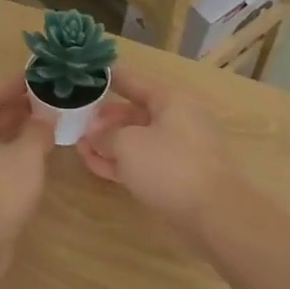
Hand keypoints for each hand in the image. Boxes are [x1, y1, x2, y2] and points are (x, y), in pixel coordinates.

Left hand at [0, 79, 55, 251]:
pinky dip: (2, 155)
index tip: (34, 80)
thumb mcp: (27, 157)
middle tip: (41, 103)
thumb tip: (46, 119)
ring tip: (38, 129)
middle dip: (12, 109)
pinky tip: (25, 163)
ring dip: (9, 133)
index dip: (11, 86)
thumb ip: (38, 132)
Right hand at [78, 69, 239, 240]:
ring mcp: (178, 148)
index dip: (106, 76)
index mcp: (170, 99)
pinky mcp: (177, 175)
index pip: (132, 79)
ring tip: (79, 147)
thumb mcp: (127, 144)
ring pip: (137, 139)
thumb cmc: (169, 166)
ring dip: (108, 142)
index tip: (83, 75)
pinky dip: (121, 161)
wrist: (214, 213)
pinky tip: (95, 165)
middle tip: (76, 124)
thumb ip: (105, 135)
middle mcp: (177, 118)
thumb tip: (95, 135)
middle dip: (103, 119)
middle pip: (134, 111)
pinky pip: (143, 161)